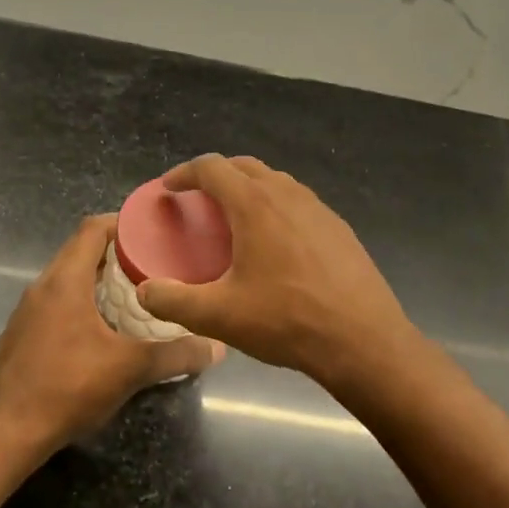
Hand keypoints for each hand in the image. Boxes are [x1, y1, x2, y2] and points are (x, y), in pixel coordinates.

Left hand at [0, 214, 222, 454]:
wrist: (12, 431)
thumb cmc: (71, 387)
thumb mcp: (131, 369)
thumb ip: (176, 354)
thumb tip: (217, 347)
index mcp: (65, 282)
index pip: (91, 230)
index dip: (121, 223)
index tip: (150, 230)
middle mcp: (40, 288)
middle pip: (78, 252)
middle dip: (113, 253)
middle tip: (150, 263)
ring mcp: (25, 313)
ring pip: (64, 280)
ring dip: (94, 280)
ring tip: (130, 294)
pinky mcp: (19, 336)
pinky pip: (52, 305)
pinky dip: (77, 303)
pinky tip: (97, 330)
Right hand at [136, 155, 417, 385]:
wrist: (363, 341)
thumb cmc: (287, 321)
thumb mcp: (219, 316)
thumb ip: (173, 301)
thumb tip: (145, 291)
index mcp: (255, 205)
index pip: (212, 168)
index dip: (184, 173)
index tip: (169, 189)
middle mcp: (288, 195)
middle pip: (244, 166)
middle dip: (216, 175)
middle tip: (197, 200)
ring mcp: (319, 209)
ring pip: (275, 182)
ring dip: (248, 189)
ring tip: (233, 219)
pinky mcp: (339, 229)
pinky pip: (298, 203)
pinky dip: (275, 207)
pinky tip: (274, 243)